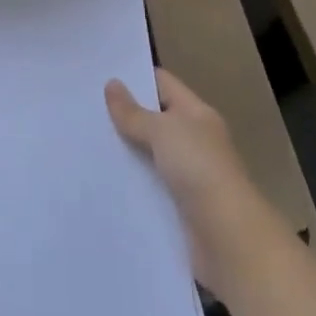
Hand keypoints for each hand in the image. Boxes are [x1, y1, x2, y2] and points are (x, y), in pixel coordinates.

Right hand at [105, 69, 256, 284]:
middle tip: (86, 108)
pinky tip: (104, 179)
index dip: (135, 77)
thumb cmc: (199, 170)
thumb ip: (134, 112)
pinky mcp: (181, 207)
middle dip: (125, 115)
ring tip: (87, 142)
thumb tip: (112, 84)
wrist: (229, 240)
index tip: (102, 74)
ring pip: (150, 154)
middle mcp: (195, 140)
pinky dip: (132, 183)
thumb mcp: (162, 132)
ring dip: (126, 151)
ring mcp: (190, 175)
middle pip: (155, 119)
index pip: (163, 83)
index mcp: (197, 114)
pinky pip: (151, 186)